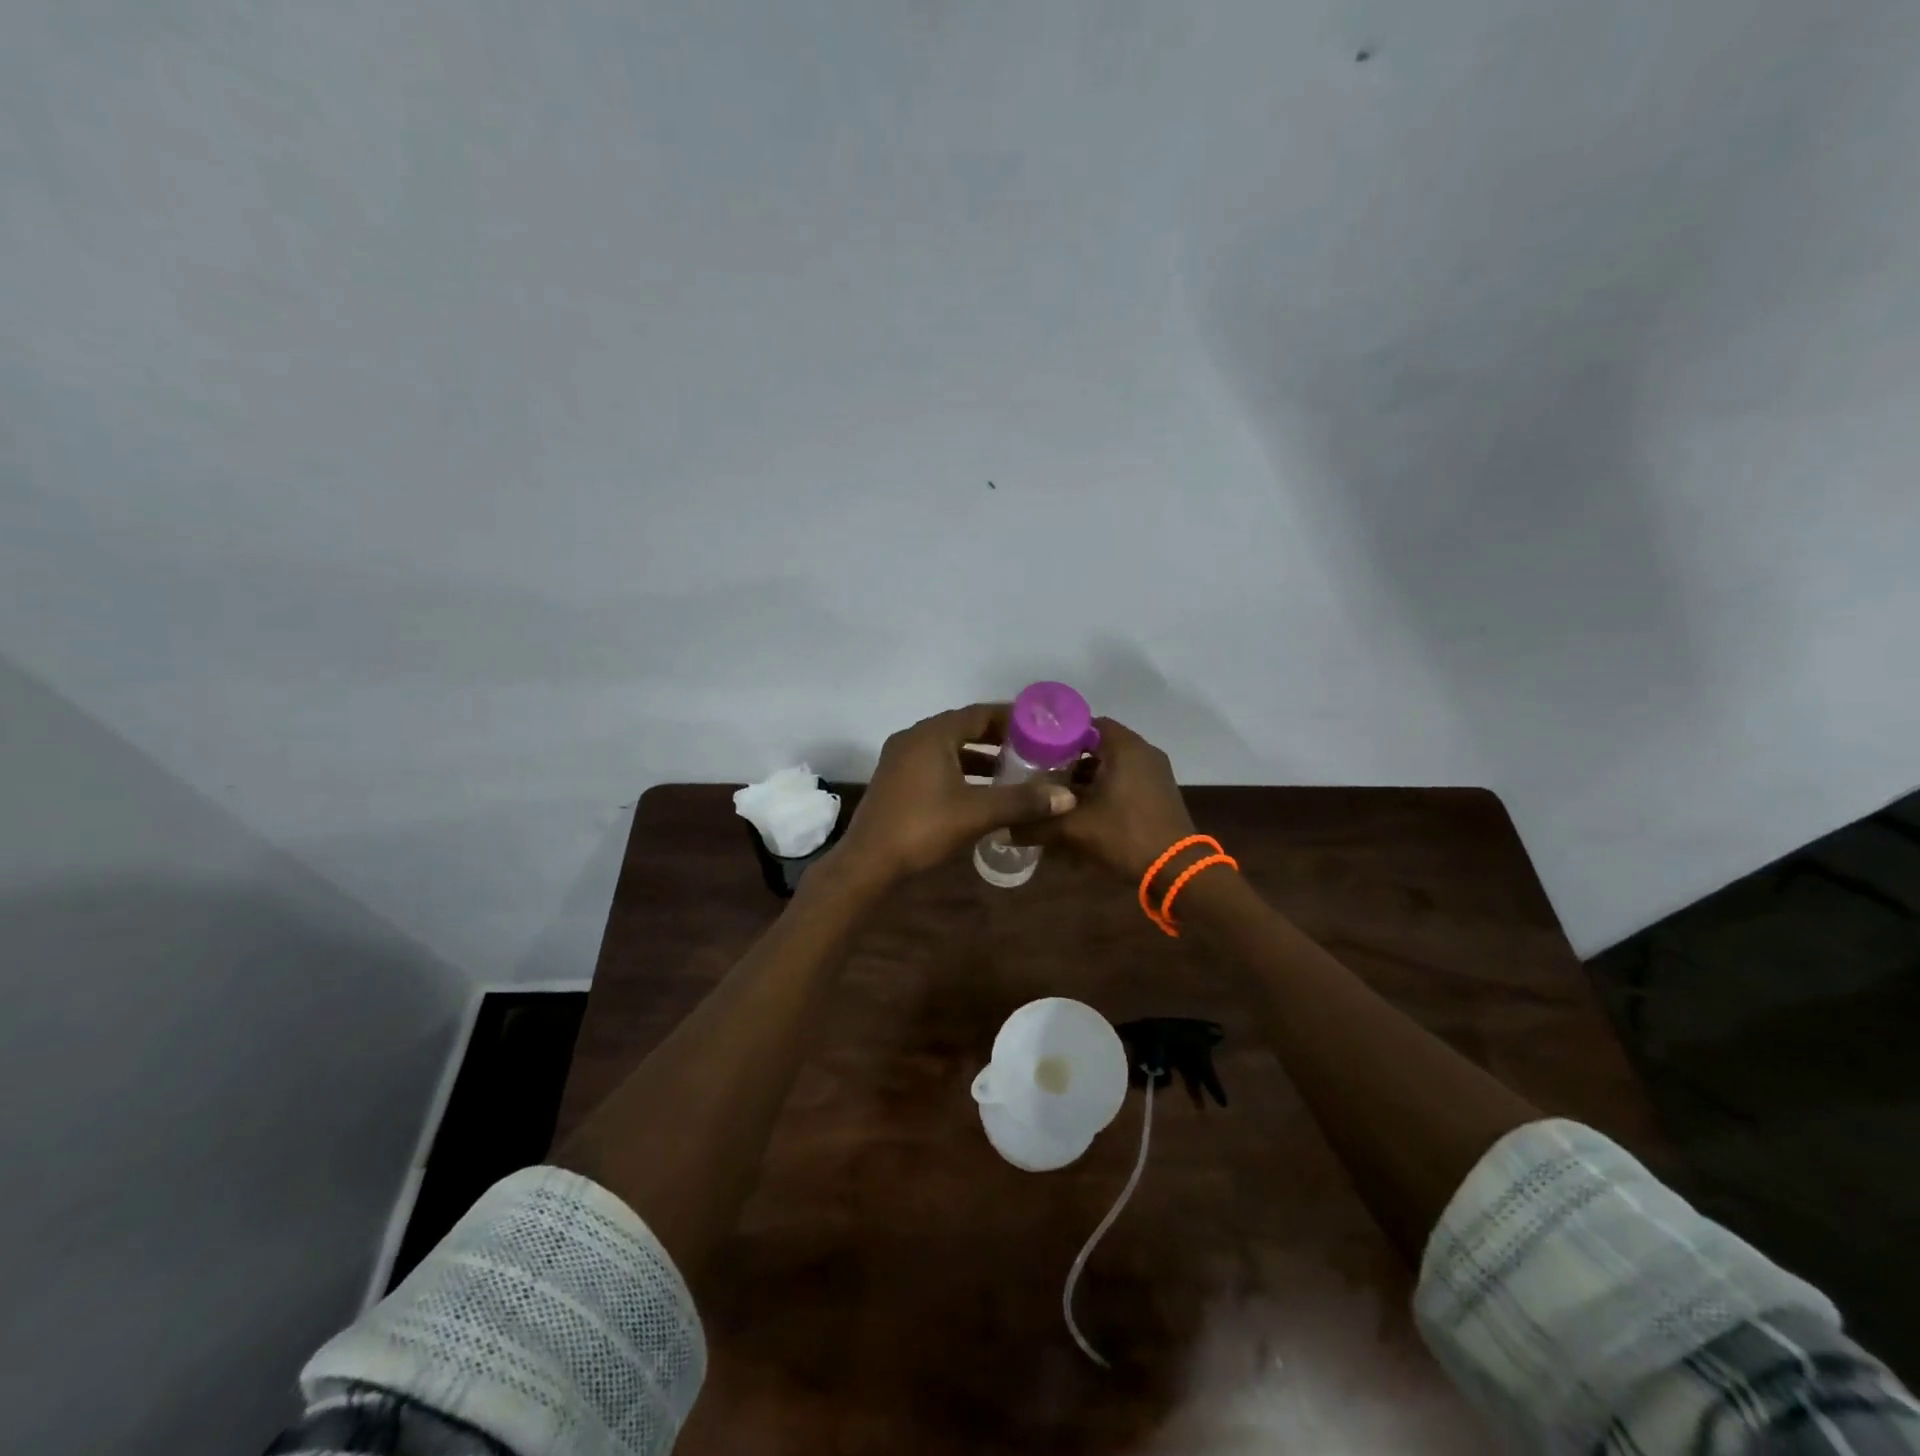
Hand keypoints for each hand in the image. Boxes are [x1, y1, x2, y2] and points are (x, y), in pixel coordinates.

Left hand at [834, 703, 1077, 883]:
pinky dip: (961, 771)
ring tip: (1013, 770)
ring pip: (949, 749)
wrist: (868, 862)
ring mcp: (901, 759)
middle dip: (998, 738)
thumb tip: (1067, 797)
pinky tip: (981, 791)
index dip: (1011, 718)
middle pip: (963, 728)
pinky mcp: (896, 780)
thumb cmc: (922, 828)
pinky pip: (936, 764)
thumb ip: (1022, 801)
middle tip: (1032, 748)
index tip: (1040, 726)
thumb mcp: (977, 813)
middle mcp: (914, 738)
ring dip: (979, 757)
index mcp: (932, 734)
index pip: (979, 713)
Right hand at [1015, 717, 1195, 881]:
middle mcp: (1143, 752)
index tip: (1034, 747)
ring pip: (1111, 765)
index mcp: (1125, 747)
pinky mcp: (1158, 793)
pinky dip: (1103, 788)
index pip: (1086, 724)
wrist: (1177, 871)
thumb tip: (1002, 830)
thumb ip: (1036, 826)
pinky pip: (1124, 780)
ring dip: (1085, 777)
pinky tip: (1081, 808)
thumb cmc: (1125, 836)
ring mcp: (1154, 773)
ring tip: (1054, 791)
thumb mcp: (1074, 830)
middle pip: (1098, 745)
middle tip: (1038, 770)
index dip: (1058, 734)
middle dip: (1068, 758)